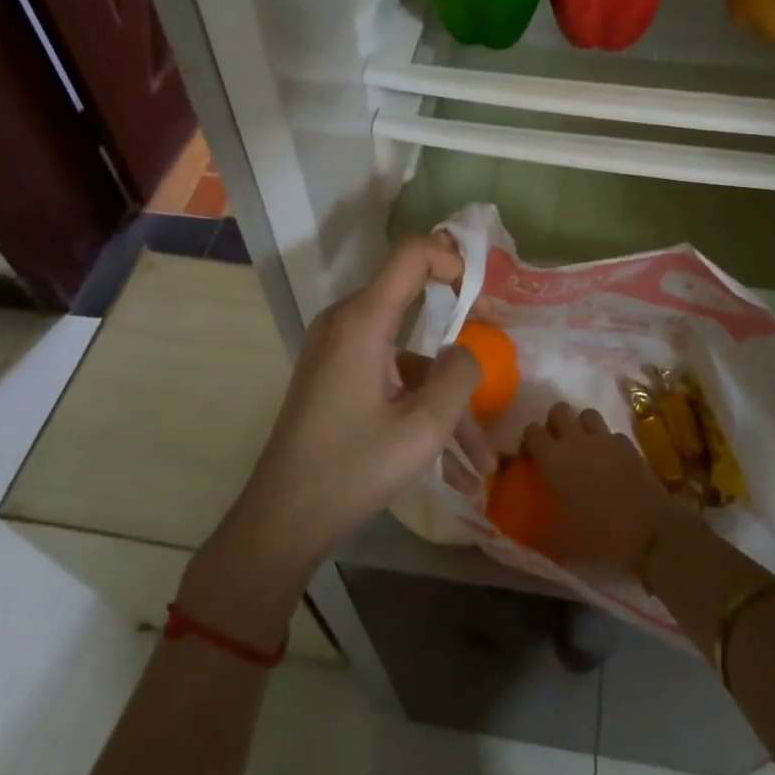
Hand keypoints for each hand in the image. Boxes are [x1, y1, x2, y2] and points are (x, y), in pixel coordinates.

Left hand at [179, 236, 483, 643]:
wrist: (282, 521)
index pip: (411, 254)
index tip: (481, 294)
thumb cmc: (352, 470)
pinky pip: (390, 378)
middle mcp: (346, 323)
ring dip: (446, 402)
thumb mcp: (422, 428)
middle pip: (416, 312)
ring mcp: (338, 351)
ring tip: (481, 462)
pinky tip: (453, 468)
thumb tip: (466, 352)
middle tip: (493, 374)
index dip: (451, 259)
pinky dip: (419, 409)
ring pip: (410, 359)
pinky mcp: (336, 377)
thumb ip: (459, 376)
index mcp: (362, 320)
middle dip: (459, 352)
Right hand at [523, 403, 687, 570]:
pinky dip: (608, 443)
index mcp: (554, 459)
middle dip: (554, 423)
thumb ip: (538, 532)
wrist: (651, 533)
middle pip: (559, 410)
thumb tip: (523, 531)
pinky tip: (611, 461)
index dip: (528, 442)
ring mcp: (606, 440)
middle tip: (556, 447)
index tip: (530, 459)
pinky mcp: (629, 446)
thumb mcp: (561, 543)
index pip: (531, 431)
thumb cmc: (600, 536)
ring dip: (581, 426)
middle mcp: (577, 441)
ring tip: (583, 448)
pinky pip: (612, 434)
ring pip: (587, 413)